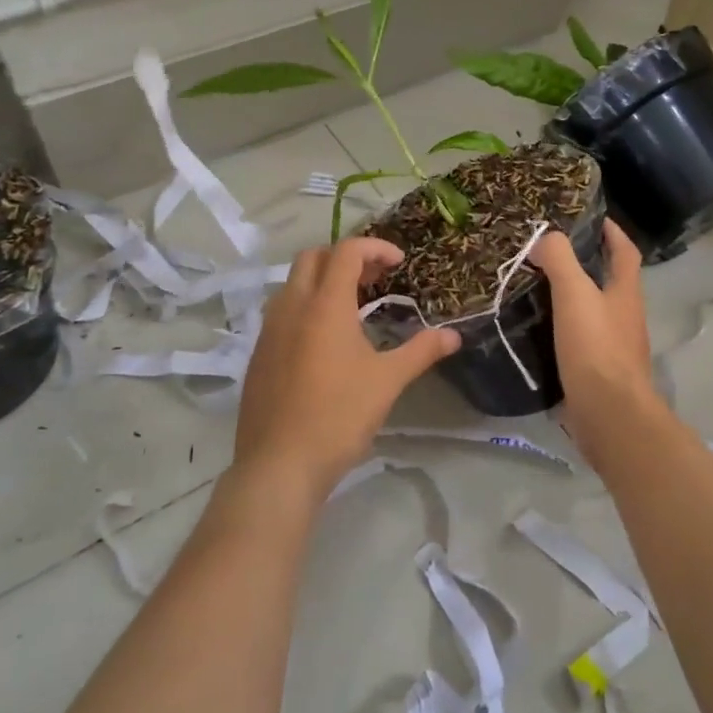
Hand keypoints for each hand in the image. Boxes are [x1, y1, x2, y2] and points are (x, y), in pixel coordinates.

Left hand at [234, 237, 460, 500]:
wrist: (279, 465)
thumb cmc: (339, 416)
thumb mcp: (388, 381)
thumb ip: (422, 351)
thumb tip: (454, 335)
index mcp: (325, 306)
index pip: (347, 252)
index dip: (375, 247)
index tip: (399, 263)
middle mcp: (291, 307)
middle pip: (313, 257)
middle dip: (345, 257)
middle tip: (374, 279)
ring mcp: (269, 331)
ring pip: (292, 284)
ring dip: (322, 281)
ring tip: (352, 307)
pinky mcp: (258, 354)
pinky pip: (281, 312)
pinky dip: (305, 307)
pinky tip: (324, 342)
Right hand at [532, 220, 659, 455]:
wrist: (609, 415)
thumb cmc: (596, 348)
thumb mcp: (574, 295)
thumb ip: (560, 261)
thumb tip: (546, 237)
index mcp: (626, 292)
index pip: (625, 251)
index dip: (612, 231)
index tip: (592, 217)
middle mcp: (626, 315)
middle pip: (611, 280)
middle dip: (588, 263)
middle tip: (551, 252)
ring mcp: (615, 345)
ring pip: (595, 310)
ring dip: (573, 296)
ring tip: (538, 285)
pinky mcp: (600, 371)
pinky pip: (582, 339)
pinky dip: (564, 327)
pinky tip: (540, 328)